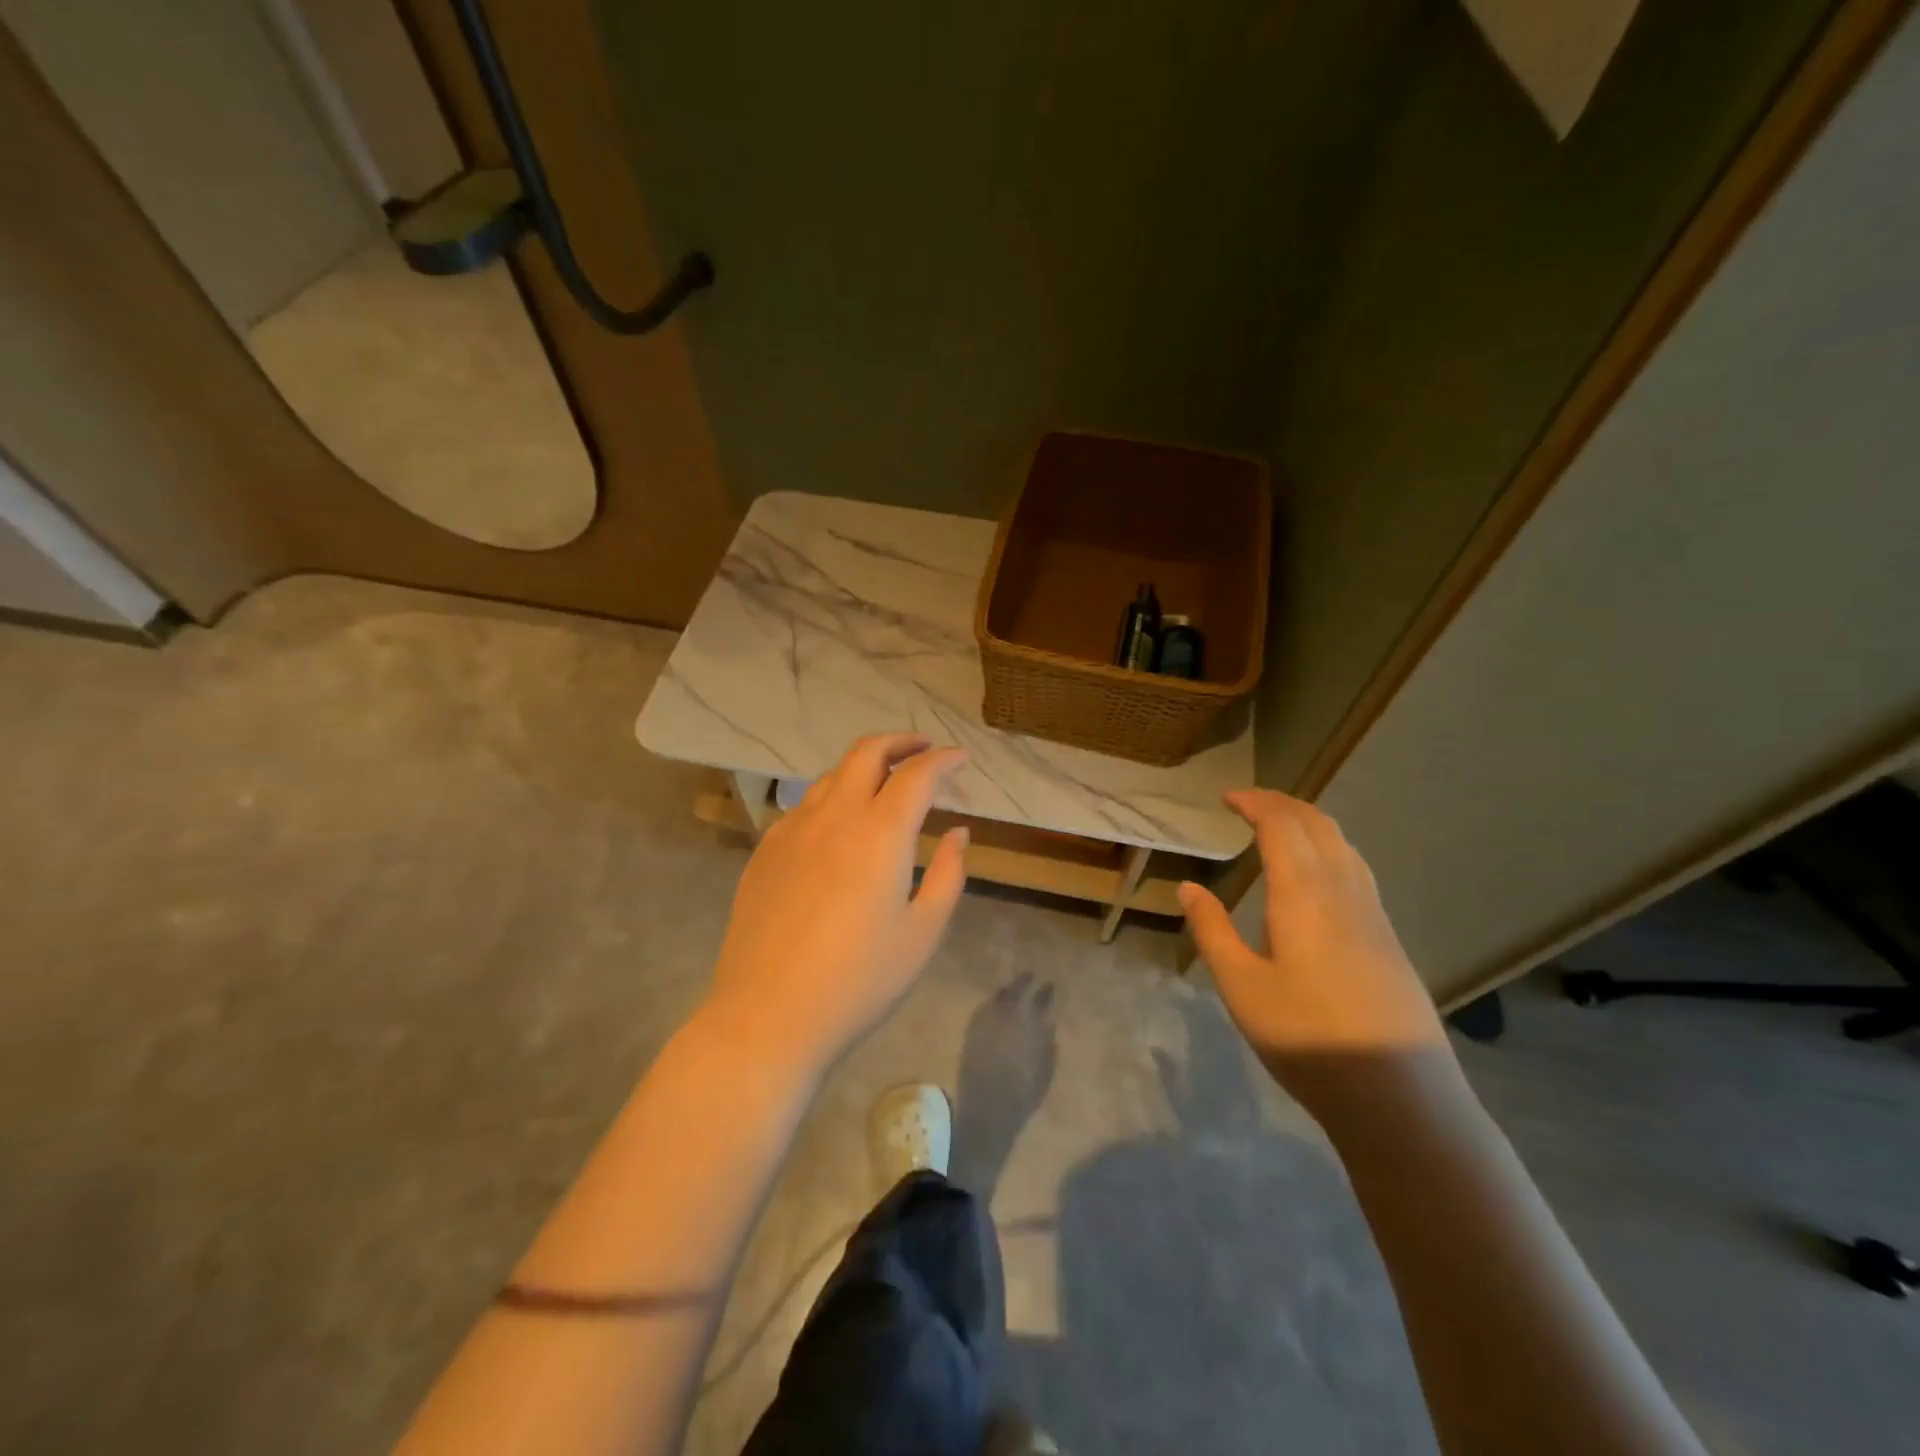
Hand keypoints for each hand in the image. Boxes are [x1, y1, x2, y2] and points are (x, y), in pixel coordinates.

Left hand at [707, 733, 968, 1075]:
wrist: (767, 1016)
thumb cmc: (858, 981)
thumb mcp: (922, 933)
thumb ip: (948, 874)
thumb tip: (957, 832)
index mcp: (879, 833)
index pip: (917, 774)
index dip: (943, 759)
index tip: (961, 758)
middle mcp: (834, 816)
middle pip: (866, 752)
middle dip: (901, 741)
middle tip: (924, 750)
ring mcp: (792, 830)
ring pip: (832, 775)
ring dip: (865, 767)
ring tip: (886, 784)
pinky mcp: (766, 850)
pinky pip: (805, 805)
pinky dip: (834, 797)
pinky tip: (841, 827)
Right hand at [1177, 789, 1453, 1124]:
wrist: (1400, 1095)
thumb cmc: (1308, 1038)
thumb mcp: (1241, 987)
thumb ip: (1212, 931)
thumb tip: (1187, 887)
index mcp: (1303, 893)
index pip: (1280, 825)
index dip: (1253, 803)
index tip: (1225, 798)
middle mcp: (1343, 889)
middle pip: (1317, 823)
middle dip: (1281, 803)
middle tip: (1247, 803)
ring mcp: (1373, 912)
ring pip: (1343, 843)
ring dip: (1309, 822)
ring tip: (1278, 828)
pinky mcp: (1388, 935)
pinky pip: (1356, 867)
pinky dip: (1328, 847)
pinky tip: (1315, 875)